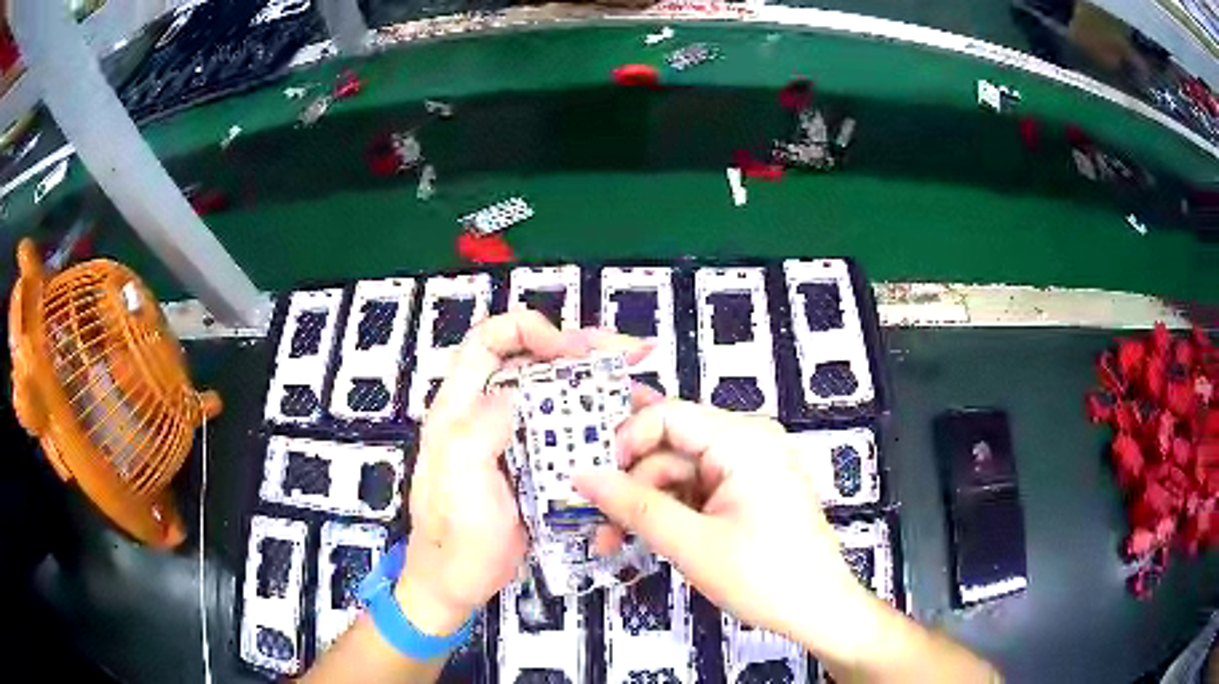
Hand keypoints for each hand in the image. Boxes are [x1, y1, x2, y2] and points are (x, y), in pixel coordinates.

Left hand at [399, 311, 645, 635]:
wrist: (460, 583)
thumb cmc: (454, 534)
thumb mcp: (458, 480)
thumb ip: (479, 428)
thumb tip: (515, 391)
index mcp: (460, 407)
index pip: (488, 342)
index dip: (528, 330)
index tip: (570, 351)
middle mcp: (489, 413)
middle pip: (534, 361)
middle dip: (582, 349)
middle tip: (630, 350)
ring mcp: (515, 440)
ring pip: (558, 395)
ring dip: (599, 384)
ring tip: (642, 384)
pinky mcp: (536, 465)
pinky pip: (569, 432)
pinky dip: (600, 423)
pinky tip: (630, 425)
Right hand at [574, 398, 874, 659]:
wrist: (819, 611)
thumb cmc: (762, 575)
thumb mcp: (690, 542)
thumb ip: (632, 505)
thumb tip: (580, 476)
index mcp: (742, 439)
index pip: (667, 416)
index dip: (623, 442)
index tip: (591, 480)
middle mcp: (747, 442)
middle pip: (670, 448)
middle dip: (630, 485)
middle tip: (594, 521)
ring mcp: (749, 469)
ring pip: (679, 474)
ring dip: (645, 505)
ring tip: (612, 542)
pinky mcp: (748, 493)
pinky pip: (698, 492)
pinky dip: (670, 513)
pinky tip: (645, 538)